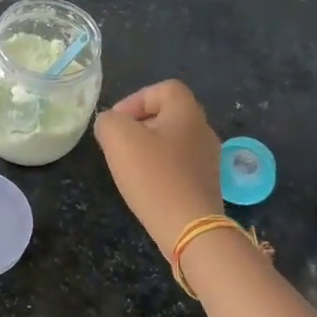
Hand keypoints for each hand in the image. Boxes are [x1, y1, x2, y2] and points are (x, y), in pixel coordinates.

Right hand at [93, 80, 223, 253]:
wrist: (190, 227)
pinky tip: (146, 185)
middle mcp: (203, 130)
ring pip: (172, 141)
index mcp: (187, 112)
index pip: (164, 89)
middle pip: (168, 115)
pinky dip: (160, 169)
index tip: (117, 121)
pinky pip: (178, 165)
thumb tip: (110, 124)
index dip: (136, 99)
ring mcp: (208, 159)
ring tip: (128, 166)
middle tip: (118, 143)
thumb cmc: (154, 175)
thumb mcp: (119, 138)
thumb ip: (108, 121)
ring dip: (148, 148)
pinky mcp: (205, 184)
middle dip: (139, 125)